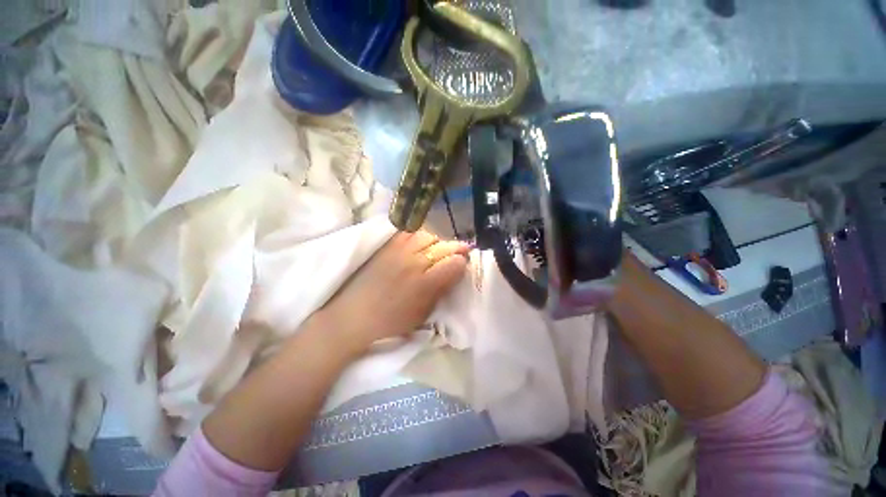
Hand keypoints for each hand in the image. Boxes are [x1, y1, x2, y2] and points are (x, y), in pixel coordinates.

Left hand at [318, 231, 470, 356]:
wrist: (354, 316)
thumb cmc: (391, 322)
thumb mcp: (423, 314)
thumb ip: (441, 290)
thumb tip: (455, 273)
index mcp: (425, 284)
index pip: (454, 263)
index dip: (462, 263)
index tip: (463, 266)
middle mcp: (414, 262)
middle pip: (444, 246)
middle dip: (456, 248)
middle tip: (461, 252)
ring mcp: (398, 251)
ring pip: (428, 235)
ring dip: (438, 241)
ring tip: (438, 248)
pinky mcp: (386, 246)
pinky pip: (408, 232)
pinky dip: (419, 235)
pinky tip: (420, 242)